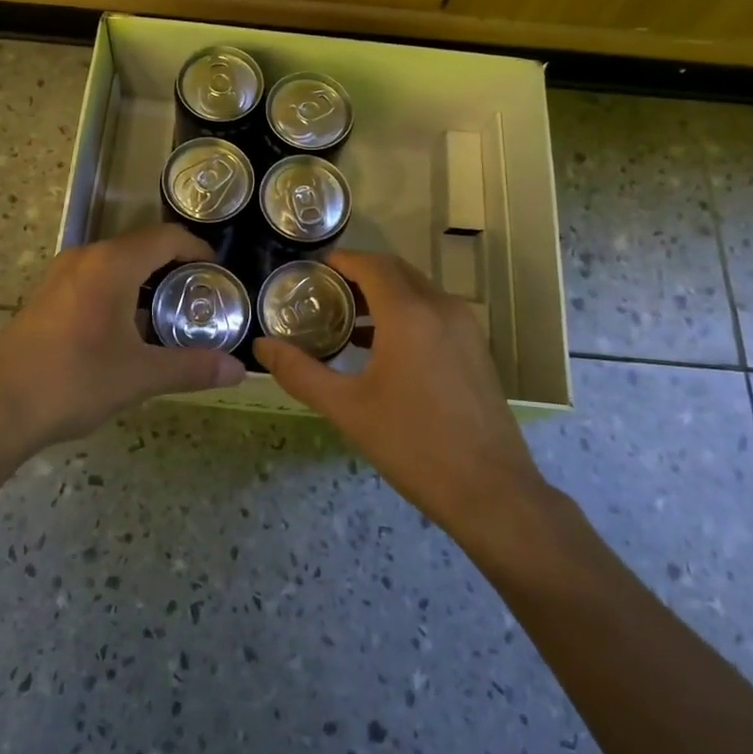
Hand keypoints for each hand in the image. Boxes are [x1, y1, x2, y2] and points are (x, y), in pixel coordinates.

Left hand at [0, 224, 246, 453]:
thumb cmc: (73, 381)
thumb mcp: (139, 376)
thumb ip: (191, 367)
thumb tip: (238, 370)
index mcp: (111, 264)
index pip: (166, 237)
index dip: (197, 249)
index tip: (218, 274)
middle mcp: (85, 257)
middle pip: (142, 247)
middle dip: (174, 267)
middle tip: (200, 298)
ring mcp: (61, 275)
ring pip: (116, 263)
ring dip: (145, 281)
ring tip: (169, 314)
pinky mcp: (46, 295)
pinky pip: (95, 278)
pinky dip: (120, 292)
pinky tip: (127, 330)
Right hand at [254, 251, 550, 540]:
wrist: (491, 492)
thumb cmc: (413, 445)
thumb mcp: (347, 409)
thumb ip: (300, 372)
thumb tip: (261, 347)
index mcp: (409, 314)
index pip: (372, 265)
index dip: (342, 261)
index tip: (313, 269)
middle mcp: (441, 308)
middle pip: (396, 271)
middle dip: (360, 274)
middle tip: (324, 293)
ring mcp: (465, 327)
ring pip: (418, 290)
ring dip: (384, 294)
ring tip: (347, 320)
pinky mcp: (476, 349)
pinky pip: (435, 312)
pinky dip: (406, 313)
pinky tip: (383, 348)